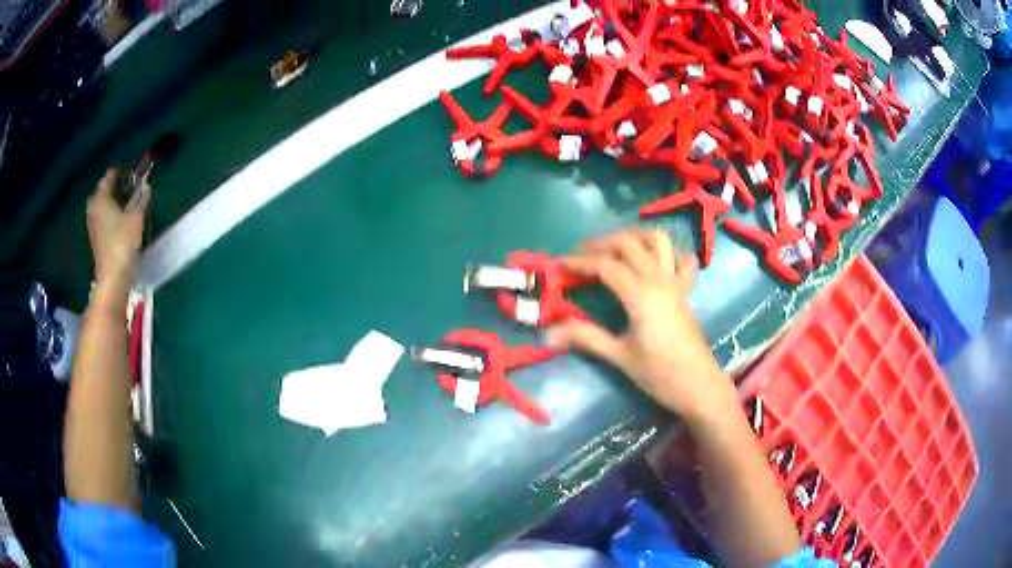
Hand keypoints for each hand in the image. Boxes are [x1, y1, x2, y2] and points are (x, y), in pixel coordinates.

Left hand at [87, 169, 148, 291]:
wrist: (113, 277)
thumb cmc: (123, 242)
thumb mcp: (136, 217)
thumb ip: (140, 199)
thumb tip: (145, 185)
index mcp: (102, 199)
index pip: (108, 179)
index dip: (115, 173)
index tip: (123, 169)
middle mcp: (95, 210)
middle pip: (99, 193)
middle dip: (107, 188)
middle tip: (118, 185)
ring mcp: (94, 227)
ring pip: (99, 207)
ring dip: (106, 203)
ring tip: (118, 202)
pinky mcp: (96, 240)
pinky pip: (100, 220)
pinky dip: (106, 216)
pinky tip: (115, 220)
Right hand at [546, 229, 736, 422]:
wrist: (698, 386)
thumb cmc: (659, 374)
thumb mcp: (619, 356)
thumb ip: (585, 338)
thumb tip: (547, 334)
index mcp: (641, 295)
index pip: (606, 266)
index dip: (580, 262)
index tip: (559, 265)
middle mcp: (659, 280)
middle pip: (628, 243)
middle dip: (600, 243)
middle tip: (579, 255)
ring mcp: (675, 282)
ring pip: (657, 240)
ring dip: (633, 237)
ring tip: (614, 249)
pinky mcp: (685, 291)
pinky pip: (681, 259)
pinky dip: (667, 253)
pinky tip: (654, 263)